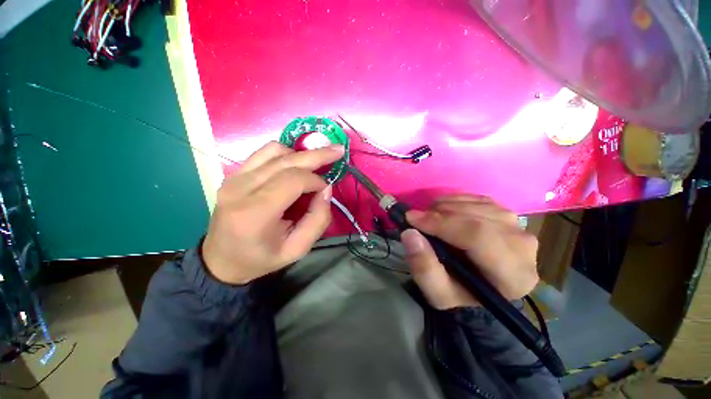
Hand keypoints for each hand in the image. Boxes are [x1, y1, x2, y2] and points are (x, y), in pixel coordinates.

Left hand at [202, 141, 343, 284]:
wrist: (221, 260)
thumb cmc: (261, 258)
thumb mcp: (297, 249)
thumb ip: (318, 220)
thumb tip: (326, 190)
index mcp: (256, 213)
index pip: (293, 180)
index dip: (316, 180)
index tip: (325, 190)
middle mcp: (241, 189)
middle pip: (286, 161)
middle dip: (317, 154)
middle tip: (338, 150)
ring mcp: (234, 178)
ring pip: (275, 151)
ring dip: (300, 154)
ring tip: (315, 162)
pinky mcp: (233, 174)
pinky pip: (263, 153)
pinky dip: (285, 154)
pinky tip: (295, 163)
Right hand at [401, 195, 538, 309]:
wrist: (479, 286)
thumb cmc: (460, 293)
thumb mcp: (437, 292)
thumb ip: (423, 267)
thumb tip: (410, 234)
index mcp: (513, 275)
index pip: (479, 237)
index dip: (442, 224)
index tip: (412, 218)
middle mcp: (523, 246)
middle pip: (479, 218)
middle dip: (441, 214)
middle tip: (417, 218)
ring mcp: (518, 226)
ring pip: (478, 205)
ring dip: (446, 206)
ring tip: (429, 217)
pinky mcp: (507, 214)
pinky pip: (478, 199)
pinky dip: (455, 200)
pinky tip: (443, 211)